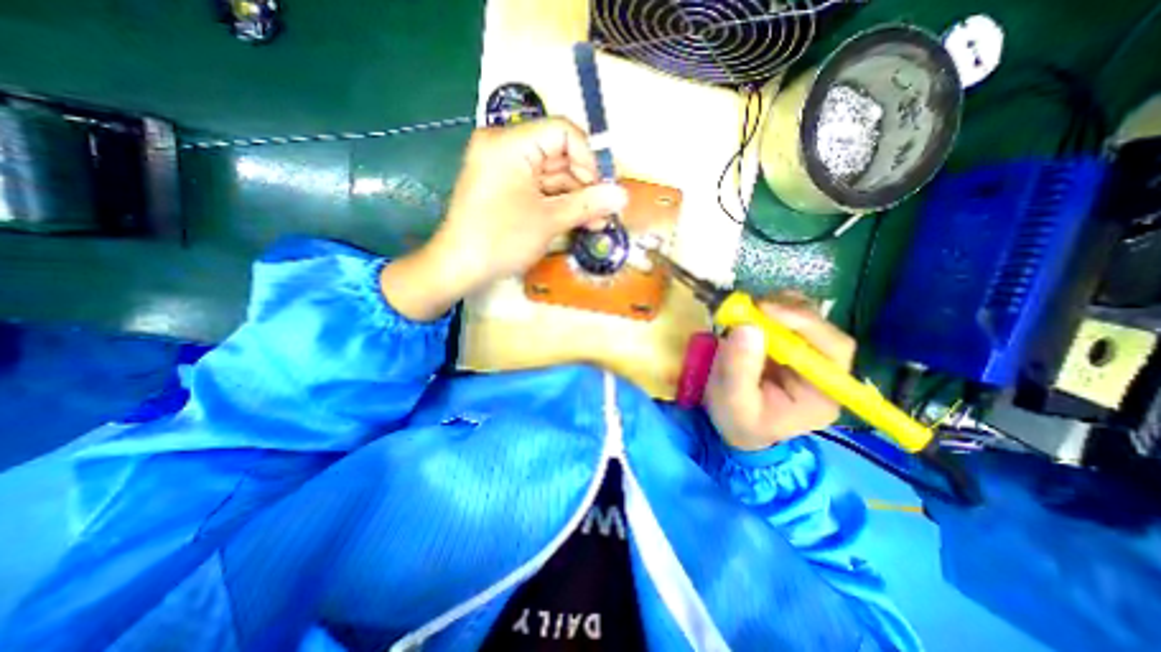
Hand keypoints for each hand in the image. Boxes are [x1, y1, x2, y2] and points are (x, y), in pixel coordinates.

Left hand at [384, 116, 630, 319]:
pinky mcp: (503, 186)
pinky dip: (557, 203)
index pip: (562, 132)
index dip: (588, 158)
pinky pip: (538, 188)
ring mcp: (503, 167)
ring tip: (596, 223)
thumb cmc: (501, 240)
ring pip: (551, 175)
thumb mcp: (549, 221)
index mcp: (510, 143)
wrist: (459, 267)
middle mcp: (504, 146)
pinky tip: (577, 220)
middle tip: (604, 212)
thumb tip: (623, 196)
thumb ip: (588, 204)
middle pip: (558, 155)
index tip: (600, 190)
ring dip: (575, 198)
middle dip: (585, 184)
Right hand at [703, 293, 853, 450]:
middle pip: (822, 327)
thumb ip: (738, 369)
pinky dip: (769, 309)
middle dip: (788, 311)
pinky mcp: (789, 344)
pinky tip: (751, 314)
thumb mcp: (732, 401)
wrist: (734, 424)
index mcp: (821, 393)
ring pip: (807, 316)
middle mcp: (822, 370)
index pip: (833, 349)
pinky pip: (787, 316)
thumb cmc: (737, 420)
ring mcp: (806, 353)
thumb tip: (747, 327)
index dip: (805, 323)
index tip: (765, 310)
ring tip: (747, 310)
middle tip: (751, 306)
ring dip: (778, 306)